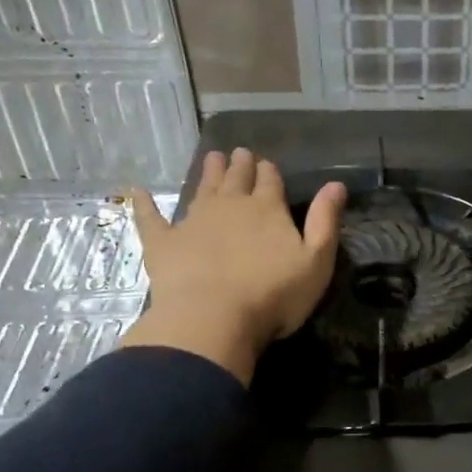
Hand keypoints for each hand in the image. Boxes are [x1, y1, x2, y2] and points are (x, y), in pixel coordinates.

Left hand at [121, 149, 345, 383]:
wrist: (213, 318)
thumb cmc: (273, 295)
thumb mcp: (316, 261)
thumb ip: (325, 221)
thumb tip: (336, 184)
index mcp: (267, 209)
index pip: (270, 181)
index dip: (269, 172)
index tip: (266, 163)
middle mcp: (230, 206)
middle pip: (236, 178)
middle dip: (240, 165)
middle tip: (238, 153)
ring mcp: (193, 221)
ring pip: (203, 189)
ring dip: (208, 173)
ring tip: (211, 158)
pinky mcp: (163, 242)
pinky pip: (151, 217)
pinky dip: (144, 204)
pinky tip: (135, 191)